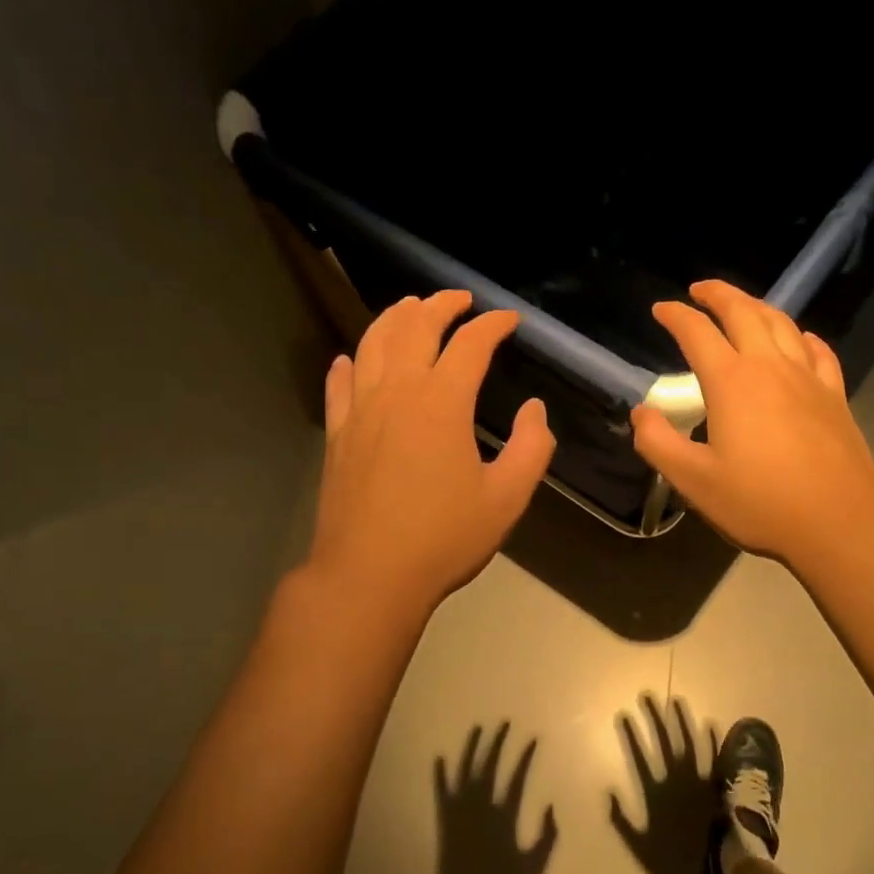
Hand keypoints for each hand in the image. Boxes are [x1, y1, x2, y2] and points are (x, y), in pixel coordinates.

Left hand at [307, 290, 554, 615]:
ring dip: (394, 318)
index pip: (470, 345)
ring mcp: (360, 411)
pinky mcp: (337, 435)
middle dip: (440, 305)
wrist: (370, 575)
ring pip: (372, 344)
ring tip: (410, 308)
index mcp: (442, 402)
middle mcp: (396, 392)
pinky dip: (348, 363)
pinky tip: (350, 358)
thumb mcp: (507, 497)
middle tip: (459, 298)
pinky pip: (339, 384)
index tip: (509, 320)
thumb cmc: (445, 537)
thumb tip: (535, 409)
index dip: (492, 325)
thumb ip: (532, 448)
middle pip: (414, 328)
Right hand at [609, 694, 723, 873]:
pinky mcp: (719, 783)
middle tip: (647, 695)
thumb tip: (608, 793)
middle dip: (653, 717)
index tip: (624, 713)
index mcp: (656, 791)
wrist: (718, 864)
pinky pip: (716, 757)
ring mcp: (700, 778)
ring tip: (677, 700)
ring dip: (682, 720)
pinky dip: (713, 740)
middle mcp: (676, 778)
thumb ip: (622, 820)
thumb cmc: (677, 860)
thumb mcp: (640, 846)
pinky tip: (711, 724)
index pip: (639, 756)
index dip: (631, 734)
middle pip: (662, 741)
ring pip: (689, 742)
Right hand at [631, 280, 873, 569]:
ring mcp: (808, 378)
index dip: (676, 316)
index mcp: (732, 382)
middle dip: (719, 294)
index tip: (661, 309)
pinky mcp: (835, 396)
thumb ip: (658, 443)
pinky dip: (803, 337)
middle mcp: (770, 367)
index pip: (698, 334)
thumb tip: (641, 412)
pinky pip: (819, 351)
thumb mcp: (694, 481)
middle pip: (744, 313)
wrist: (838, 521)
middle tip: (700, 290)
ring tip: (743, 306)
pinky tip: (801, 340)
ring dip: (758, 307)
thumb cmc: (759, 502)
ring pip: (782, 324)